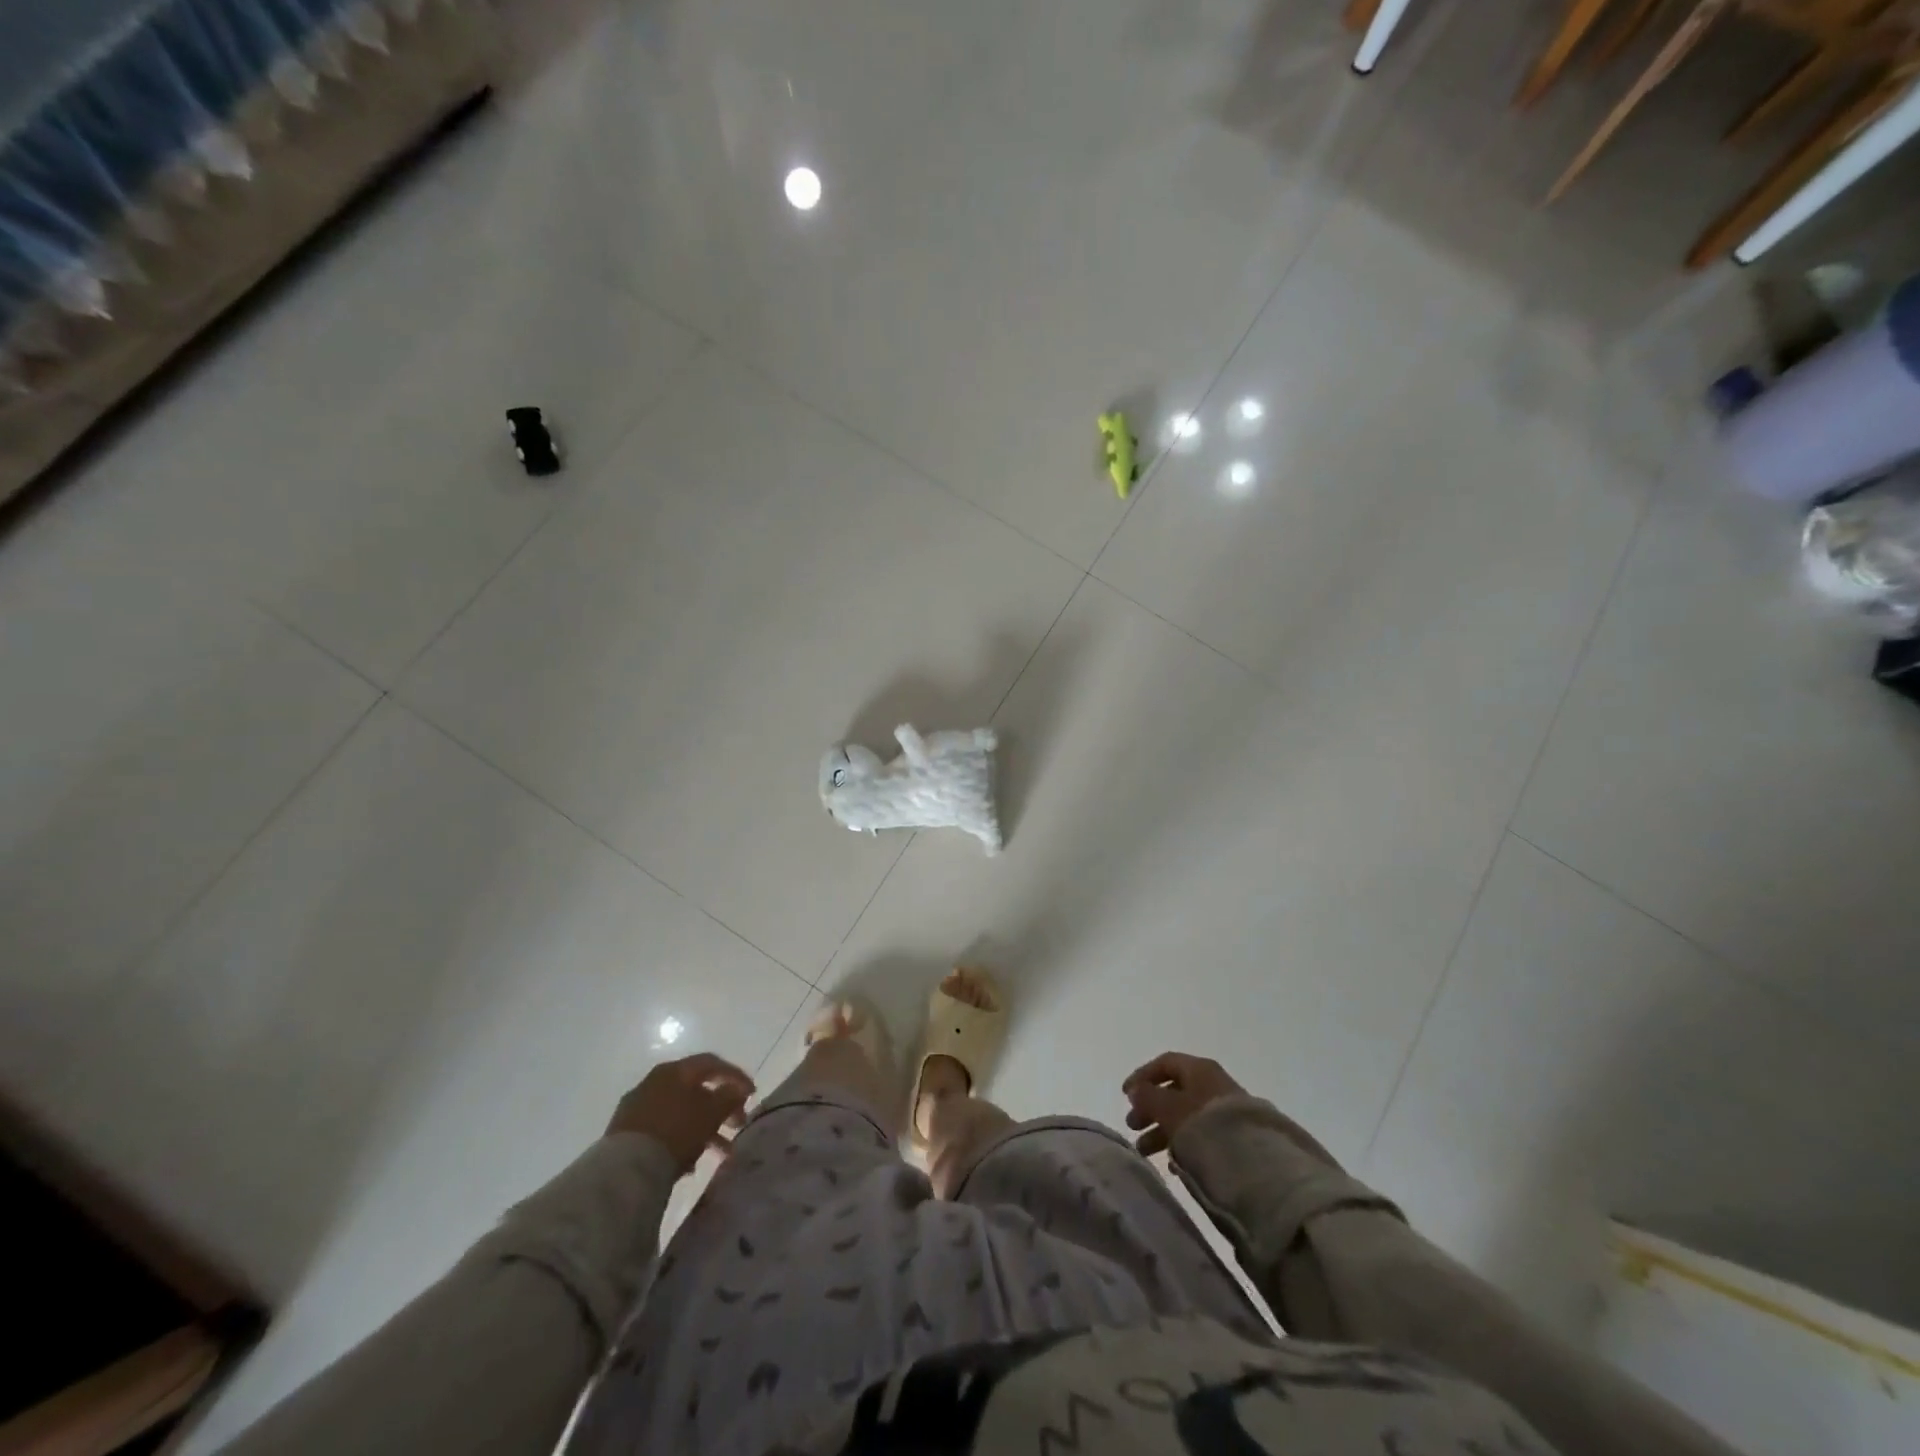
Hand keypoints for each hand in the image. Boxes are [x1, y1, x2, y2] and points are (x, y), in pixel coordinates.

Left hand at [606, 1053, 754, 1171]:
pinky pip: (664, 1130)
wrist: (624, 1169)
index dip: (735, 1076)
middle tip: (738, 1124)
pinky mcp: (626, 1134)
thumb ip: (729, 1096)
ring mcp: (638, 1107)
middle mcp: (655, 1082)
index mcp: (675, 1070)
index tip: (752, 1094)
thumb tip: (737, 1089)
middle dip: (721, 1107)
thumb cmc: (675, 1131)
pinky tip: (690, 1163)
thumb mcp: (710, 1112)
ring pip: (681, 1112)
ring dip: (704, 1129)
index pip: (711, 1064)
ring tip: (721, 1153)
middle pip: (696, 1089)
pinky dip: (682, 1140)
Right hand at [1121, 1052, 1245, 1156]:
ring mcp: (1227, 1112)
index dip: (1142, 1076)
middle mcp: (1214, 1085)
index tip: (1125, 1095)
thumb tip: (1136, 1090)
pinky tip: (1172, 1164)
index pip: (1165, 1063)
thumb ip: (1149, 1097)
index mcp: (1199, 1069)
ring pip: (1186, 1116)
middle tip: (1132, 1126)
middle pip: (1174, 1091)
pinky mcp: (1237, 1138)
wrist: (1257, 1163)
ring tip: (1145, 1151)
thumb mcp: (1170, 1108)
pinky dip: (1183, 1145)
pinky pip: (1201, 1136)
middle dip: (1150, 1109)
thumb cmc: (1206, 1126)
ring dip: (1162, 1131)